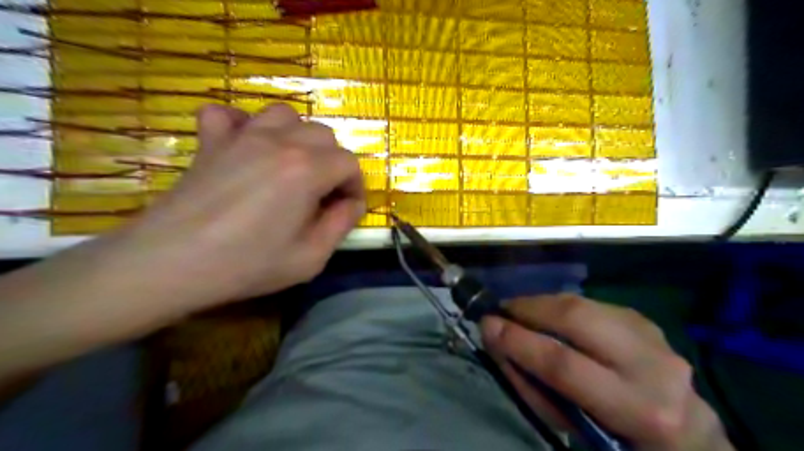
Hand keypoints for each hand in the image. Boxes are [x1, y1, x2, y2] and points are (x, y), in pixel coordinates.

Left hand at [115, 104, 366, 309]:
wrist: (171, 263)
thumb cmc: (247, 264)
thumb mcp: (310, 258)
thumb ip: (341, 225)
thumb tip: (352, 204)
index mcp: (307, 170)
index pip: (349, 163)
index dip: (355, 186)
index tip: (346, 209)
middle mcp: (279, 142)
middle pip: (323, 134)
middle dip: (333, 163)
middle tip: (322, 194)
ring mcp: (242, 136)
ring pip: (285, 116)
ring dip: (298, 137)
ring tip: (292, 166)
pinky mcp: (211, 141)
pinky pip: (229, 114)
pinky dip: (243, 124)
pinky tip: (246, 147)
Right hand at [480, 294, 732, 449]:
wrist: (686, 437)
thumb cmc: (619, 442)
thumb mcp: (575, 430)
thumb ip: (534, 386)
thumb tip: (500, 342)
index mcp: (638, 409)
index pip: (563, 364)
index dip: (518, 341)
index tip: (486, 326)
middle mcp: (653, 365)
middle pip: (577, 318)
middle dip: (529, 309)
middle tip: (502, 311)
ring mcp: (654, 336)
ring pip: (583, 304)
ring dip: (542, 304)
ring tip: (519, 311)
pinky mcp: (645, 320)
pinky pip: (591, 304)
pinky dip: (561, 306)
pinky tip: (549, 316)